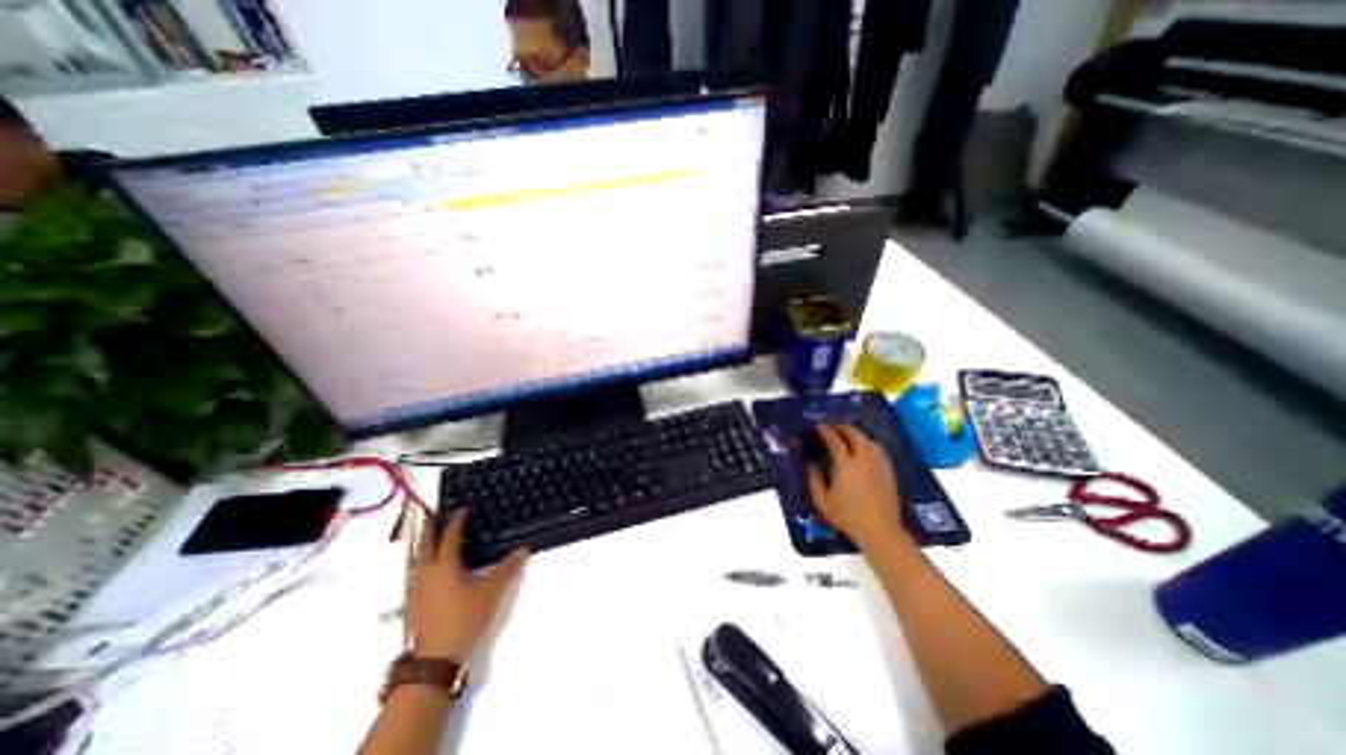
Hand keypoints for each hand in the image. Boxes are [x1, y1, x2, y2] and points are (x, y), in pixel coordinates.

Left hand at [406, 506, 525, 661]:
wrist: (435, 657)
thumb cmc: (464, 618)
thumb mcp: (491, 592)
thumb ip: (507, 569)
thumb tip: (524, 549)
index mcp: (445, 565)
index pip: (450, 537)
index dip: (456, 522)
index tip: (462, 510)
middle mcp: (427, 573)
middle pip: (426, 545)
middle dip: (429, 530)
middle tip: (432, 517)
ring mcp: (416, 589)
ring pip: (417, 560)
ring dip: (423, 546)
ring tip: (429, 539)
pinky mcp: (413, 603)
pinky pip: (416, 574)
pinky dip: (422, 563)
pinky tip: (427, 570)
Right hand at [808, 425, 914, 553]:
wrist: (880, 530)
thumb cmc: (847, 516)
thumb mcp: (822, 500)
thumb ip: (814, 479)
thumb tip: (811, 464)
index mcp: (846, 464)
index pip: (835, 440)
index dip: (825, 431)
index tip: (818, 426)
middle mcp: (864, 459)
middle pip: (854, 434)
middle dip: (842, 427)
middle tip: (832, 427)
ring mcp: (879, 464)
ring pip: (868, 440)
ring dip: (856, 434)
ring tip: (847, 437)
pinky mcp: (888, 471)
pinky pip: (877, 450)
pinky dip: (867, 444)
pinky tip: (863, 451)